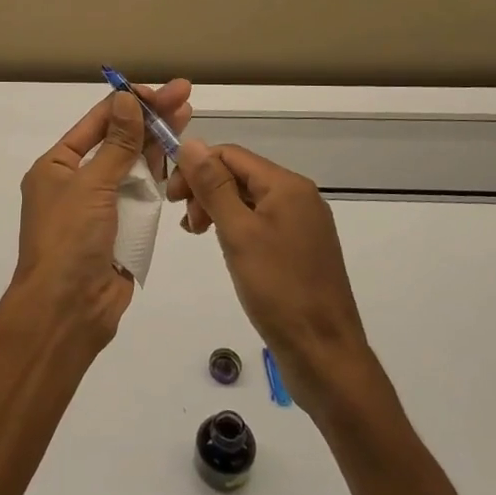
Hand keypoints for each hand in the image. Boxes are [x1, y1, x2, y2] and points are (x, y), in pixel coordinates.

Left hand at [8, 80, 192, 346]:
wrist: (68, 311)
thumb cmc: (70, 240)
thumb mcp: (92, 185)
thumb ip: (117, 144)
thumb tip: (126, 100)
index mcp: (57, 167)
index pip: (96, 123)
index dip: (128, 104)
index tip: (158, 90)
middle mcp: (77, 182)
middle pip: (118, 141)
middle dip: (150, 119)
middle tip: (184, 94)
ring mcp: (101, 207)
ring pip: (133, 167)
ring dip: (158, 144)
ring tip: (187, 116)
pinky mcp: (122, 230)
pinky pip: (142, 196)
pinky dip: (159, 177)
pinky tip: (180, 155)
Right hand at [168, 140, 384, 410]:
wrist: (324, 352)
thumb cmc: (278, 289)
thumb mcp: (238, 233)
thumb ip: (213, 186)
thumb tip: (190, 142)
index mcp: (287, 186)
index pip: (230, 155)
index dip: (196, 168)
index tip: (172, 199)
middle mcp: (299, 197)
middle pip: (240, 174)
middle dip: (205, 189)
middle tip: (186, 224)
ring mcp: (302, 224)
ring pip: (248, 199)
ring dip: (217, 209)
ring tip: (198, 236)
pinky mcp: (300, 248)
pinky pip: (260, 222)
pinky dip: (235, 227)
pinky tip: (224, 247)